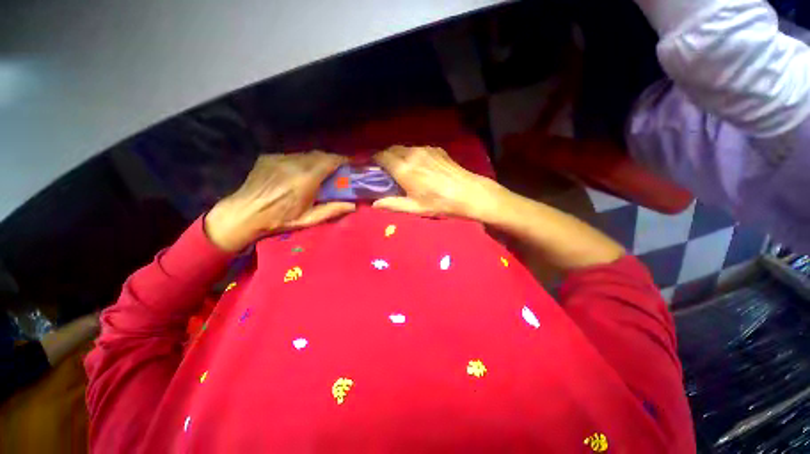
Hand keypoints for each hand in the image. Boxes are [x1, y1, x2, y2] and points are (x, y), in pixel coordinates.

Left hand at [205, 151, 355, 251]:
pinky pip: (292, 156)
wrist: (243, 214)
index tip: (351, 163)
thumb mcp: (308, 220)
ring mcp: (280, 158)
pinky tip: (299, 173)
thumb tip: (353, 205)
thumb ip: (332, 210)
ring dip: (317, 161)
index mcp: (306, 179)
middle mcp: (294, 164)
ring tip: (319, 171)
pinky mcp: (270, 157)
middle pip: (319, 155)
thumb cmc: (278, 220)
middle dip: (332, 160)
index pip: (329, 161)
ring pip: (306, 154)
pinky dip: (301, 162)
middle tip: (338, 169)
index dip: (343, 160)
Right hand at [371, 146, 499, 220]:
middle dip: (385, 157)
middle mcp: (412, 153)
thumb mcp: (414, 208)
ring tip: (403, 168)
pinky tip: (419, 166)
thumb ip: (392, 204)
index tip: (372, 168)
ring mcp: (425, 149)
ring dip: (399, 155)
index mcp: (404, 168)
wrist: (468, 193)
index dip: (374, 160)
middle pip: (391, 149)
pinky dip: (412, 155)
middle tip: (386, 170)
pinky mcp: (436, 149)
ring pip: (405, 148)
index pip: (381, 156)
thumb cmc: (439, 203)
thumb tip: (374, 204)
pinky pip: (418, 149)